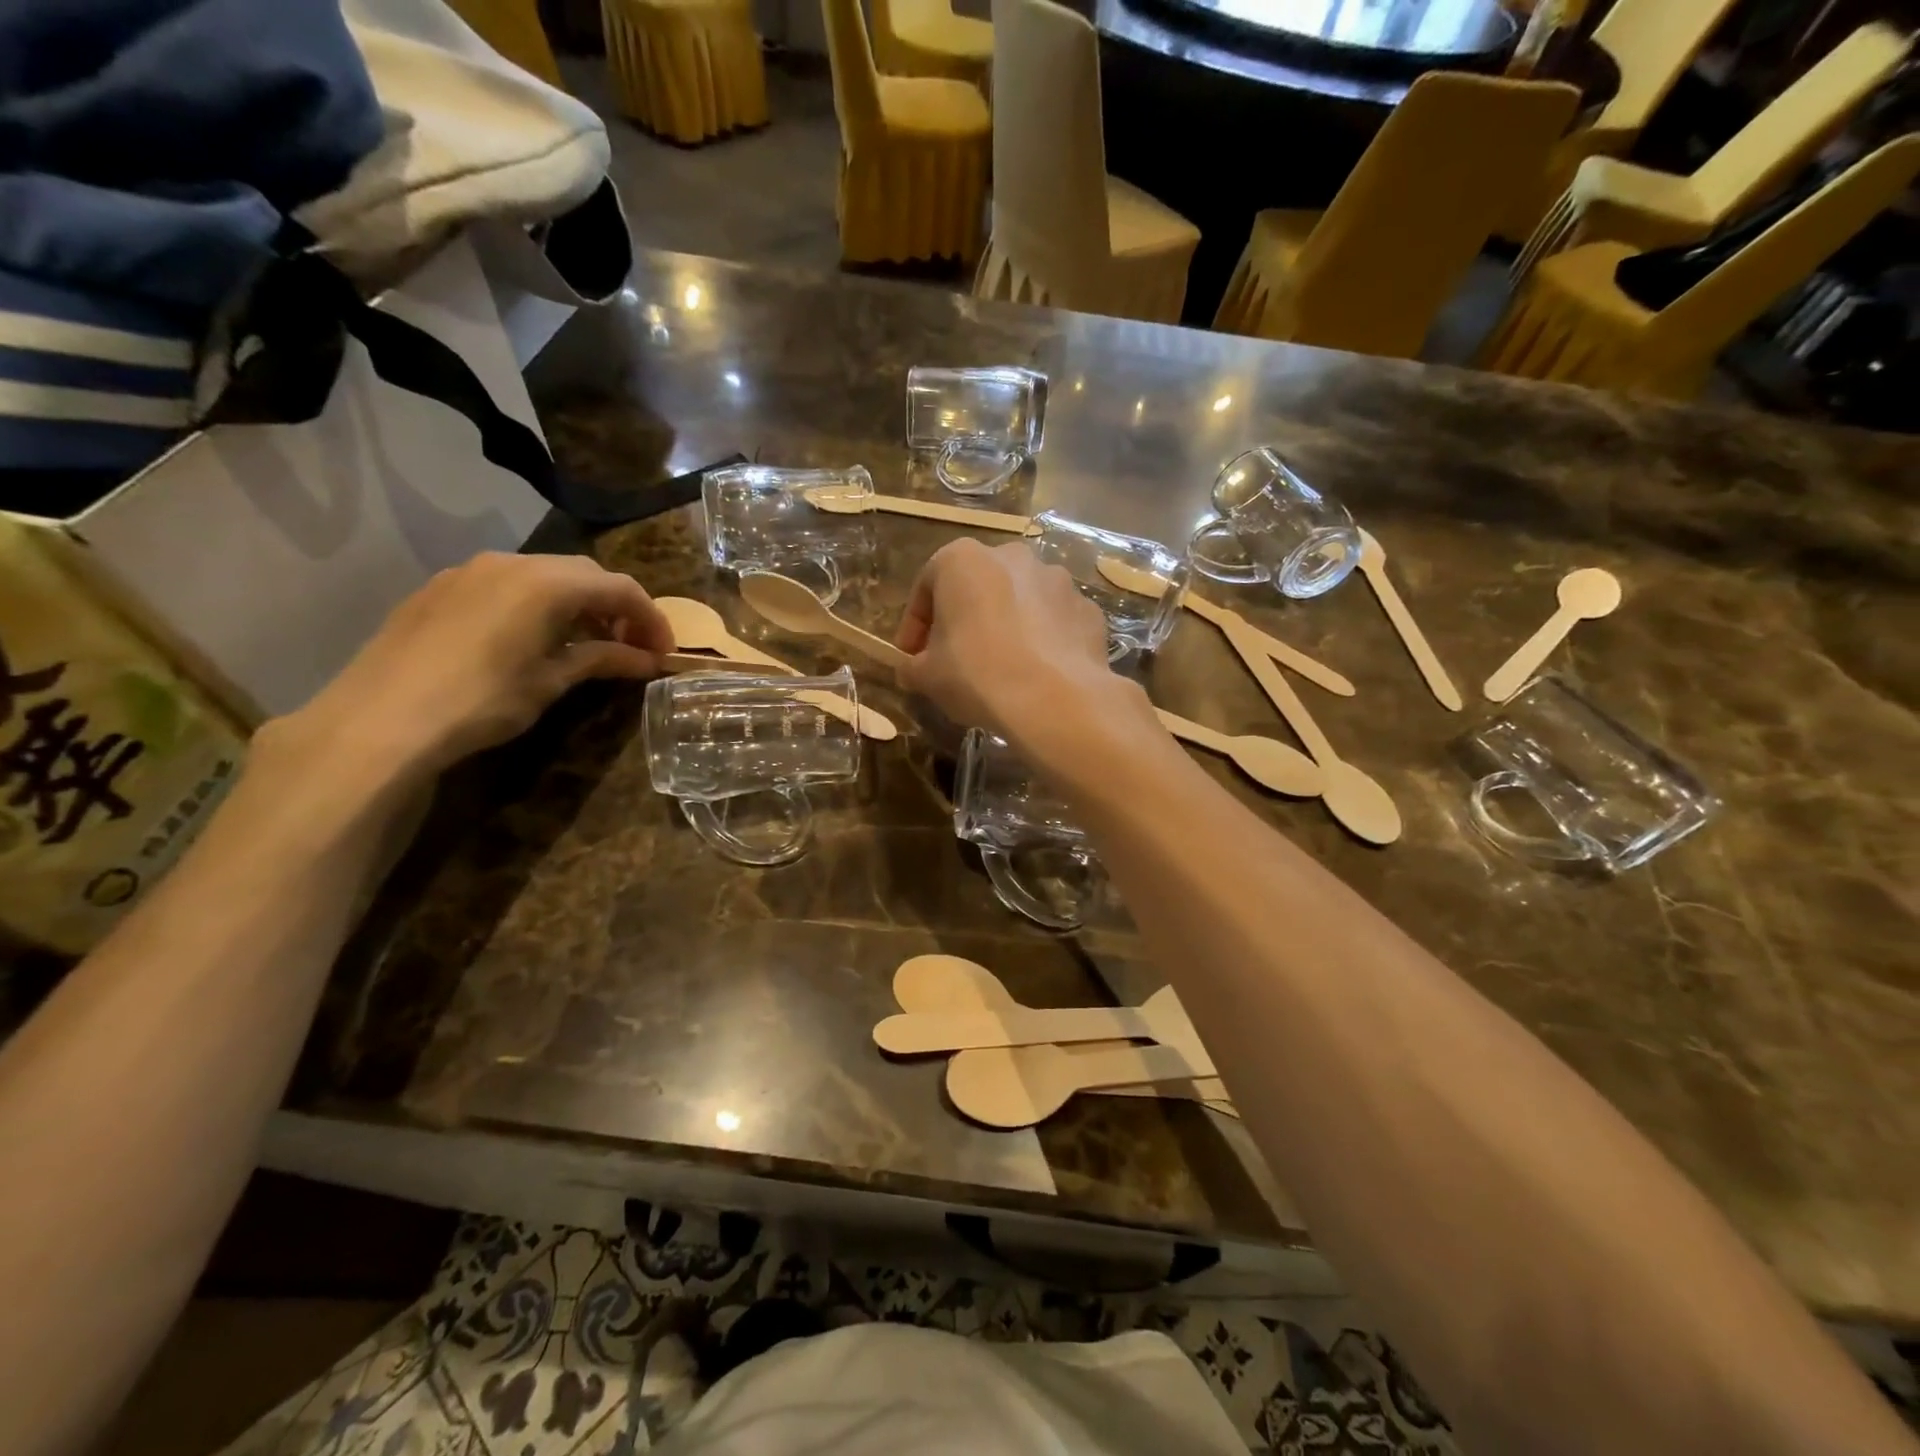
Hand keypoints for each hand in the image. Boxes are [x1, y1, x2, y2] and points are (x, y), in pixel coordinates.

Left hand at [267, 553, 673, 783]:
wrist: (381, 719)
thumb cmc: (482, 700)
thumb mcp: (552, 681)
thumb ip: (602, 659)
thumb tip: (646, 659)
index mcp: (547, 582)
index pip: (620, 588)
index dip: (651, 619)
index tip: (664, 652)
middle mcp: (512, 563)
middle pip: (584, 574)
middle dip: (617, 606)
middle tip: (631, 646)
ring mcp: (470, 571)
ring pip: (544, 575)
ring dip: (577, 603)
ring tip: (586, 643)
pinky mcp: (441, 588)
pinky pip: (507, 584)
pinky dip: (537, 604)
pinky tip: (533, 639)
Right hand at [895, 539, 1135, 746]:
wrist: (1055, 699)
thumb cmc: (977, 675)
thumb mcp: (927, 676)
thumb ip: (912, 666)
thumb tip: (911, 670)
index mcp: (963, 560)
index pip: (927, 586)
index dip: (915, 625)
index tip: (911, 655)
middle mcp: (1012, 556)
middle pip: (977, 587)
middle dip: (963, 619)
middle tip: (955, 658)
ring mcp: (1057, 579)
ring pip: (1020, 600)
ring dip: (1006, 625)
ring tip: (1001, 666)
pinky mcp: (1087, 609)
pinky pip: (1054, 621)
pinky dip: (1043, 639)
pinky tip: (1037, 672)